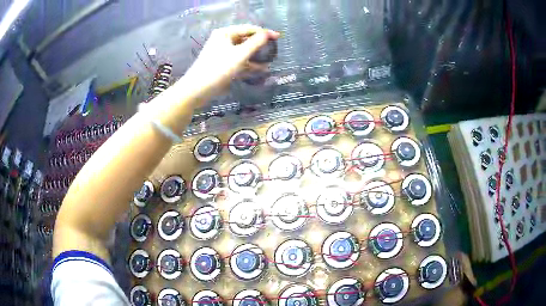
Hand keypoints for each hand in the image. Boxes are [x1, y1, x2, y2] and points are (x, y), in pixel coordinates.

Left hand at [182, 24, 279, 98]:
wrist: (197, 89)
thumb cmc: (218, 68)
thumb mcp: (240, 54)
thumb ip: (256, 42)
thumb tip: (268, 33)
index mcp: (225, 33)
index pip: (249, 29)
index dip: (264, 32)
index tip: (278, 37)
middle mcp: (223, 39)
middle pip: (246, 38)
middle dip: (260, 44)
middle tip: (274, 49)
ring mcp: (222, 52)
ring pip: (243, 50)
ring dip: (256, 55)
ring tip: (270, 60)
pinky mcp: (222, 63)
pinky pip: (238, 60)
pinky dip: (248, 64)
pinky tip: (260, 69)